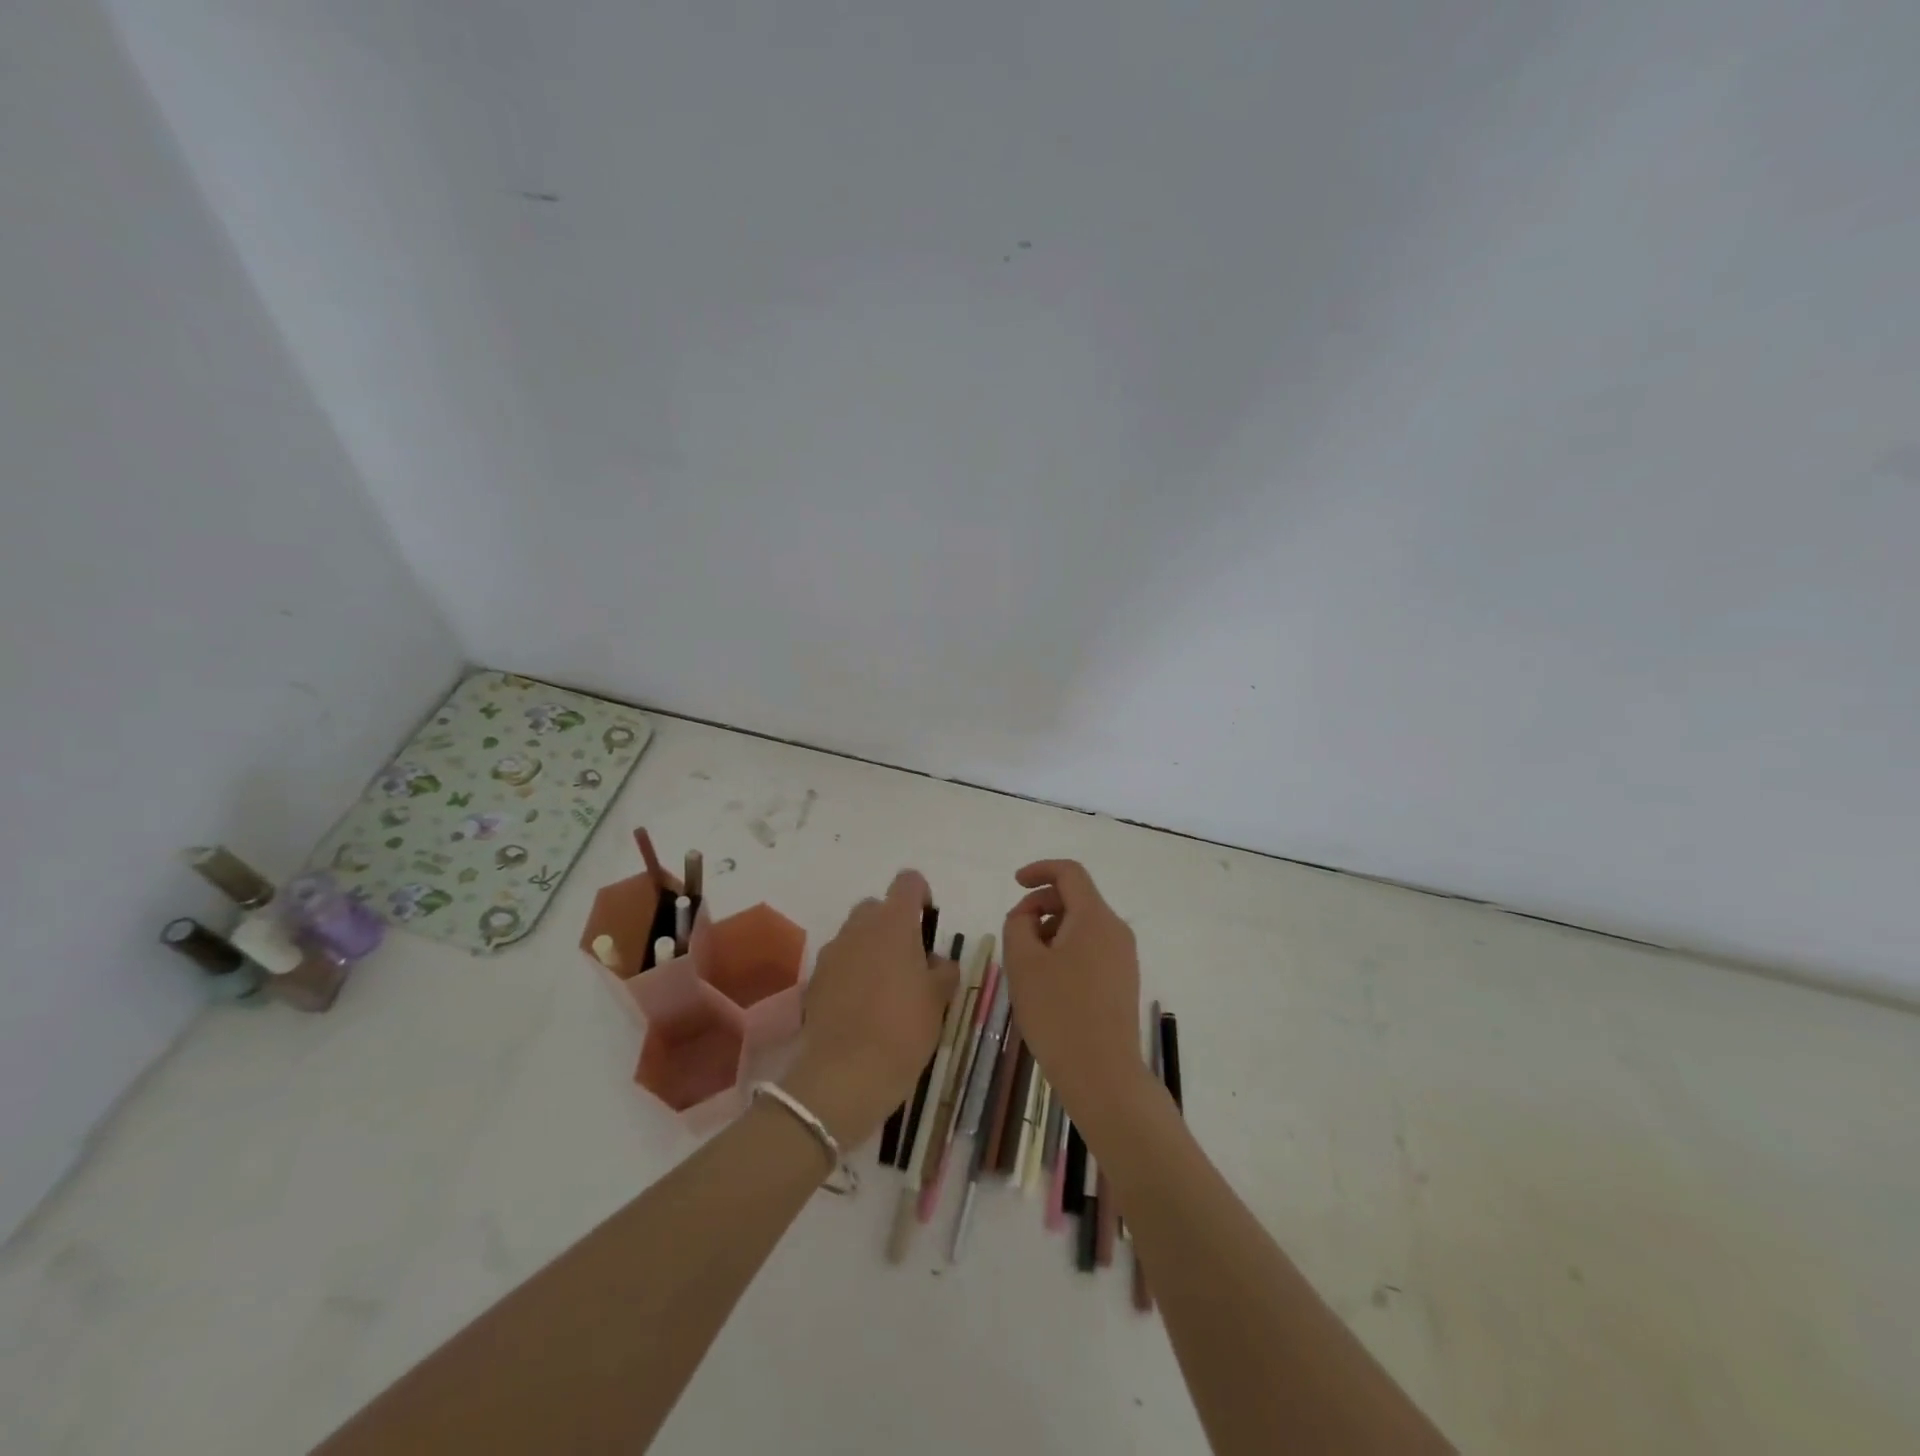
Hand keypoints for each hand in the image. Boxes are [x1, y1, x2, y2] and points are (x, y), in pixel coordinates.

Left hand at [784, 870, 957, 1148]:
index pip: (908, 882)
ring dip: (872, 948)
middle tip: (910, 961)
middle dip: (894, 925)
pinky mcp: (816, 978)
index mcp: (894, 922)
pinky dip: (852, 972)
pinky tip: (863, 1006)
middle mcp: (859, 926)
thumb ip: (943, 970)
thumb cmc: (903, 1029)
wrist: (845, 1074)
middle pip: (878, 907)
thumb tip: (937, 962)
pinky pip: (840, 961)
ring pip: (856, 934)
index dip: (921, 894)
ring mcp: (833, 951)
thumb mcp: (939, 999)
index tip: (928, 922)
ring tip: (886, 988)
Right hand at [1001, 859, 1144, 1114]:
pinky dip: (1067, 950)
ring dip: (1052, 931)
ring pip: (1083, 925)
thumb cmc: (1058, 1013)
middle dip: (1041, 906)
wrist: (1103, 1075)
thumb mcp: (1023, 963)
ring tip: (1028, 965)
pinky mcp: (1123, 980)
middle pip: (1076, 898)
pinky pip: (1092, 948)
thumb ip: (1018, 924)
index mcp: (1094, 917)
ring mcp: (1124, 957)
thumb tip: (1027, 915)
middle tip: (1014, 934)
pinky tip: (1048, 983)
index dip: (1039, 870)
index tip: (1015, 882)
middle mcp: (1116, 929)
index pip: (1069, 873)